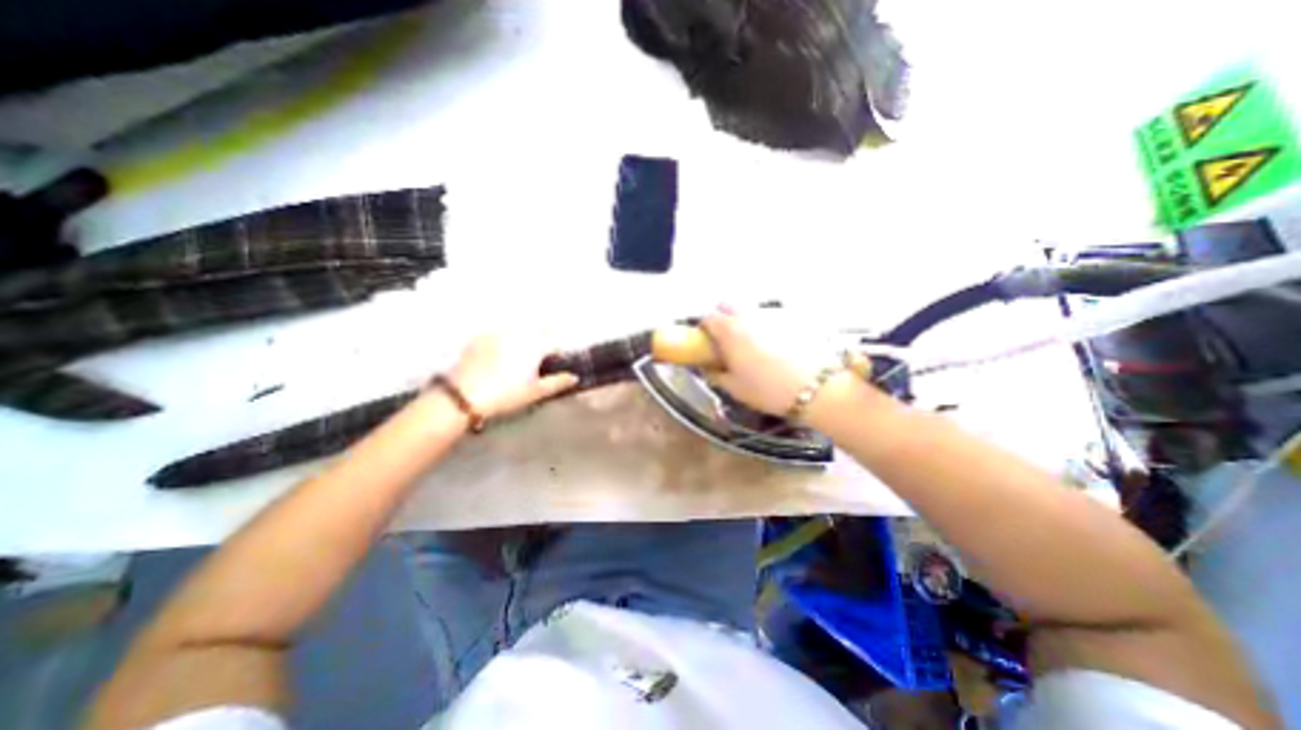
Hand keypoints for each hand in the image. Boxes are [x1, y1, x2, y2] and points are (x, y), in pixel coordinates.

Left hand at [446, 334, 576, 417]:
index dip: (556, 356)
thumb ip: (557, 383)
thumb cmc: (506, 395)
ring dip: (520, 343)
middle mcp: (517, 334)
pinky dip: (501, 343)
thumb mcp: (536, 392)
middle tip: (532, 366)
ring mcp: (496, 333)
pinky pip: (497, 336)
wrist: (463, 396)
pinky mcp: (478, 338)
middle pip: (535, 336)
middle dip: (538, 347)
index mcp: (534, 345)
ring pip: (516, 334)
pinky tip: (495, 360)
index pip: (553, 345)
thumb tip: (574, 377)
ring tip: (513, 363)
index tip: (552, 367)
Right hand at [701, 311, 862, 419]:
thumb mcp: (734, 388)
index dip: (704, 328)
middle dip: (722, 317)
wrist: (815, 388)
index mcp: (729, 331)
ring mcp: (770, 316)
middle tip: (725, 338)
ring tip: (751, 344)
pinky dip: (764, 327)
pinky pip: (769, 318)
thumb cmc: (766, 389)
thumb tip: (708, 368)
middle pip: (728, 305)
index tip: (706, 341)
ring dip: (744, 321)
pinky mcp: (791, 320)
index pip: (708, 318)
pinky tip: (772, 345)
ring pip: (749, 310)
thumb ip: (716, 375)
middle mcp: (747, 317)